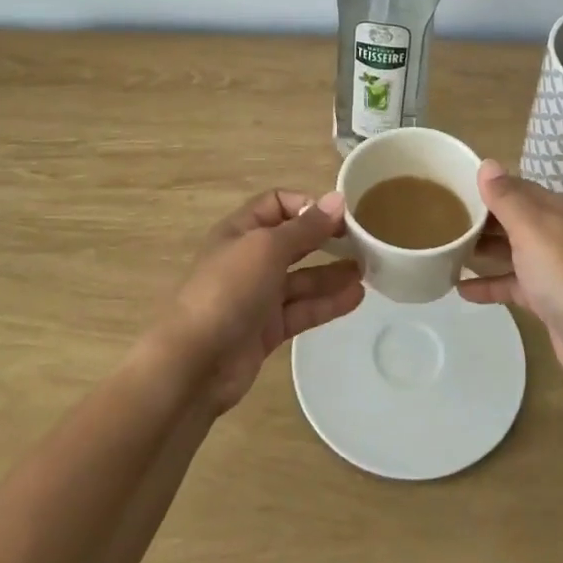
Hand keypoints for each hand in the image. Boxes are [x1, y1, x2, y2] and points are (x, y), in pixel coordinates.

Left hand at [160, 190, 361, 412]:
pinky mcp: (267, 329)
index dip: (307, 205)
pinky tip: (356, 297)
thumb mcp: (267, 248)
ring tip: (368, 270)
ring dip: (332, 273)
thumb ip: (306, 227)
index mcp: (240, 231)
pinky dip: (327, 303)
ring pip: (301, 278)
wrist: (195, 363)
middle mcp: (249, 259)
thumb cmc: (228, 290)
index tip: (339, 215)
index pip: (277, 204)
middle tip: (362, 240)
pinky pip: (302, 309)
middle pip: (293, 241)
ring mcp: (257, 296)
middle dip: (325, 239)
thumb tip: (338, 199)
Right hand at [458, 162, 562, 389]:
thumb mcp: (531, 228)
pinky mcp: (547, 298)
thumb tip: (487, 163)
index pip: (514, 187)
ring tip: (444, 251)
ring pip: (510, 251)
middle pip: (510, 218)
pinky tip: (460, 290)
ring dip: (481, 251)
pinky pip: (512, 283)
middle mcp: (556, 232)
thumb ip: (506, 197)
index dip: (484, 188)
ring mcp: (552, 266)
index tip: (449, 189)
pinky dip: (489, 284)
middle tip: (440, 221)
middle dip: (479, 219)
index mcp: (555, 208)